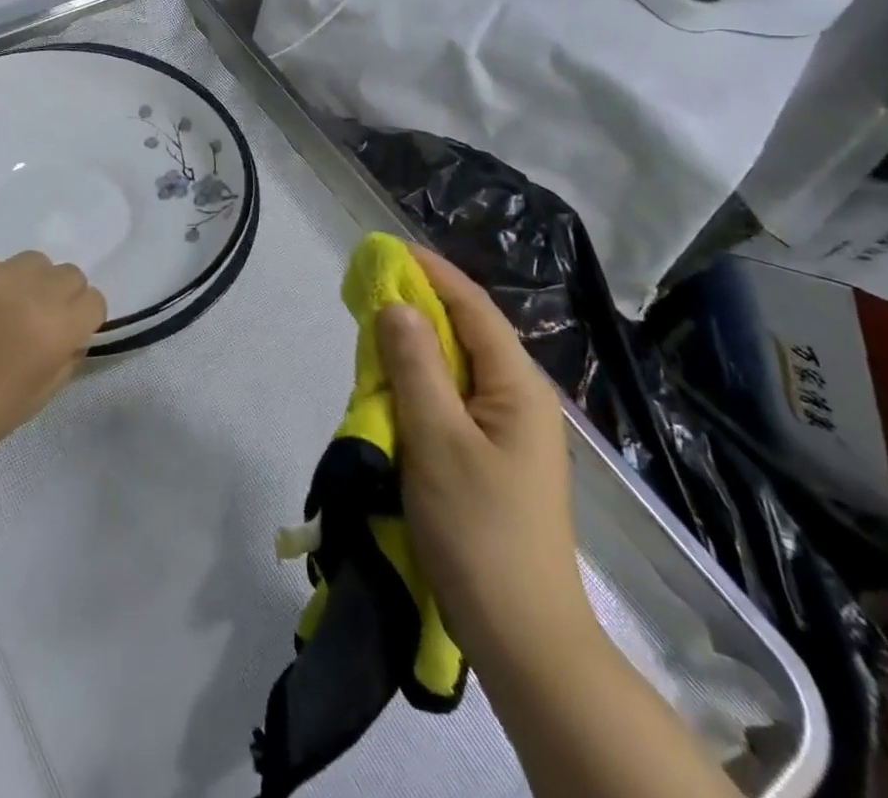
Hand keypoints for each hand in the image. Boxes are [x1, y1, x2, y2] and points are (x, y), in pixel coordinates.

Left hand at [0, 252, 105, 473]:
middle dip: (59, 296)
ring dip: (27, 283)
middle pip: (69, 274)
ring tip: (0, 309)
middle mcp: (30, 293)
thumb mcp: (36, 399)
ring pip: (33, 262)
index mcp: (54, 330)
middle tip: (32, 320)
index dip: (81, 319)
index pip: (93, 300)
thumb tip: (75, 335)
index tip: (63, 334)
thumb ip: (66, 360)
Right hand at [376, 245, 598, 671]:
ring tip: (370, 337)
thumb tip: (395, 304)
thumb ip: (414, 365)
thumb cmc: (479, 530)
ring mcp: (508, 431)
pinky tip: (390, 392)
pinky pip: (451, 401)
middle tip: (365, 295)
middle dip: (416, 307)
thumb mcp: (437, 438)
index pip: (471, 306)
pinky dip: (418, 385)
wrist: (522, 637)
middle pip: (464, 332)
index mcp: (516, 385)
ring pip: (454, 368)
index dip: (429, 271)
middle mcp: (518, 398)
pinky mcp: (492, 458)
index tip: (384, 250)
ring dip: (413, 349)